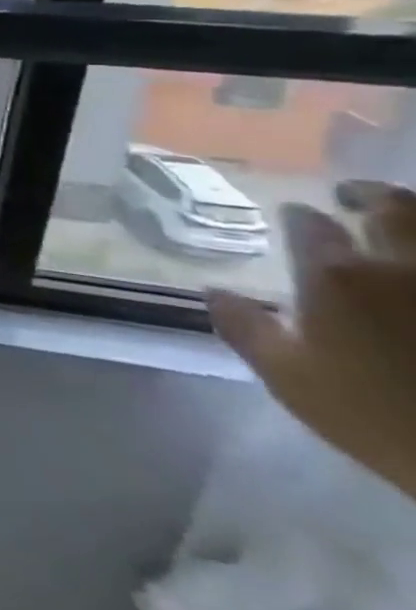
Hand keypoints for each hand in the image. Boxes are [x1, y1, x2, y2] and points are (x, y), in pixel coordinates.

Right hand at [209, 181, 415, 498]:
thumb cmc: (373, 415)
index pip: (309, 226)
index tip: (293, 214)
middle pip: (395, 209)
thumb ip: (246, 328)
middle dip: (369, 195)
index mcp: (337, 277)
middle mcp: (399, 267)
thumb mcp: (289, 377)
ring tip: (396, 217)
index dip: (299, 217)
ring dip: (412, 215)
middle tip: (350, 194)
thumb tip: (213, 291)